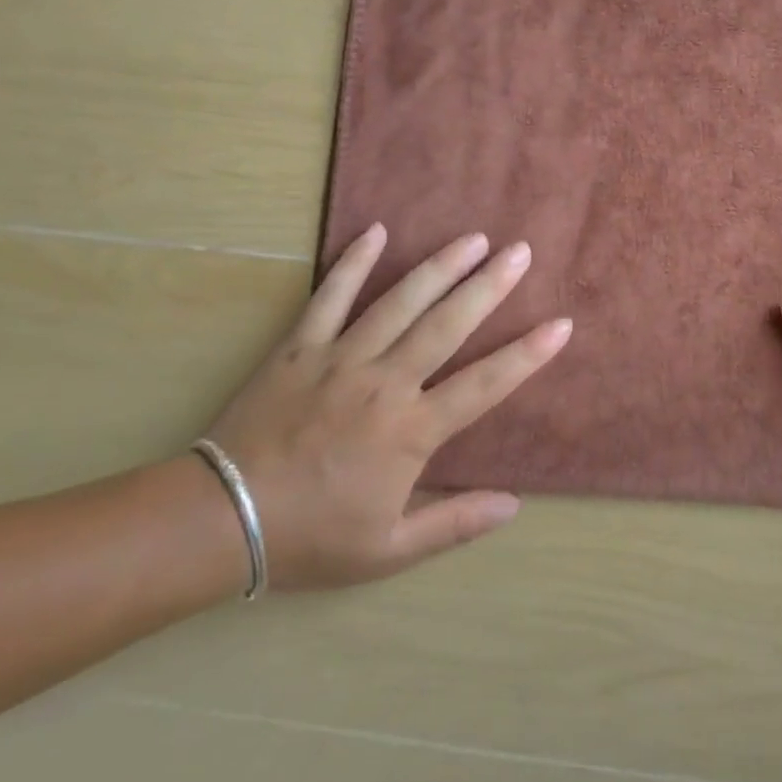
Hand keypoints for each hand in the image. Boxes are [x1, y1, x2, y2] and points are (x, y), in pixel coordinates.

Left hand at [202, 224, 569, 590]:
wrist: (220, 520)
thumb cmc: (311, 537)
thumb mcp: (389, 550)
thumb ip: (454, 523)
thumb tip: (513, 505)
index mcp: (411, 431)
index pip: (485, 385)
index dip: (527, 355)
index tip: (561, 325)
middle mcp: (384, 383)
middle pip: (447, 325)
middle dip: (489, 286)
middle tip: (520, 252)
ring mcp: (340, 358)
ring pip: (399, 302)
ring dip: (439, 267)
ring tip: (472, 238)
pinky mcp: (299, 347)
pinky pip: (330, 297)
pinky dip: (352, 263)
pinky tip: (375, 231)